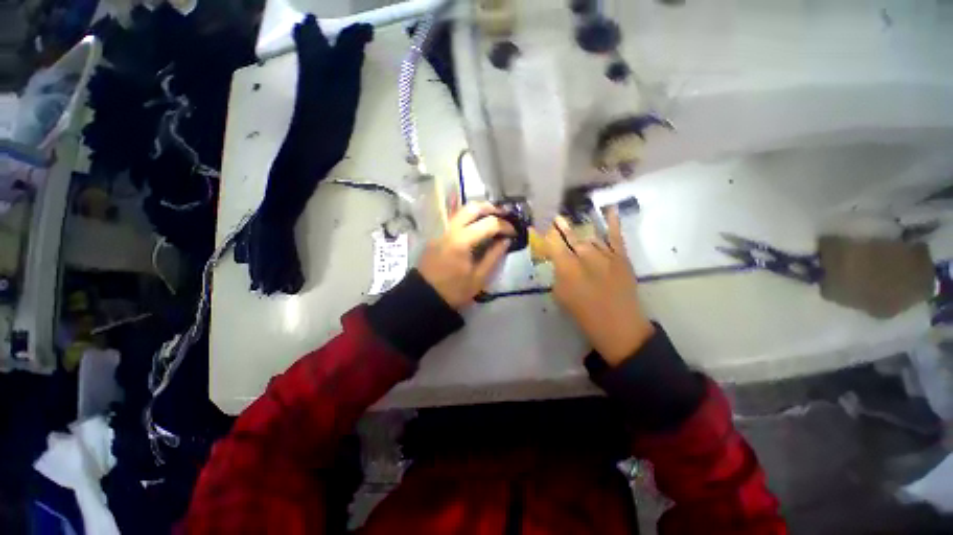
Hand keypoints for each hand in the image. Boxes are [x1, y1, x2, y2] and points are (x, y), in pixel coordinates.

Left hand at [417, 202, 515, 308]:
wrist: (424, 295)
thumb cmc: (454, 290)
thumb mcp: (479, 277)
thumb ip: (494, 256)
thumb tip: (506, 240)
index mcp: (462, 241)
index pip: (489, 223)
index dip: (505, 225)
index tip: (514, 232)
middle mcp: (451, 229)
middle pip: (473, 207)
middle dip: (491, 209)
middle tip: (504, 217)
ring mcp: (442, 230)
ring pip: (462, 210)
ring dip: (479, 211)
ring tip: (492, 219)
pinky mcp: (438, 234)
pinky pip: (455, 219)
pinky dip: (469, 217)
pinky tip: (477, 227)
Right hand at [542, 209, 654, 364]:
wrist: (618, 325)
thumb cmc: (583, 313)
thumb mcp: (560, 295)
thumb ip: (558, 274)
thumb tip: (559, 262)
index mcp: (567, 266)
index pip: (552, 245)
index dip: (544, 235)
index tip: (536, 227)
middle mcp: (585, 255)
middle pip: (570, 237)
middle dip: (560, 227)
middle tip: (554, 218)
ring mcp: (605, 254)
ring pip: (590, 237)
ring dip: (580, 231)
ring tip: (571, 223)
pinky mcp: (621, 257)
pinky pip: (616, 236)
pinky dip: (613, 222)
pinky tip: (609, 209)